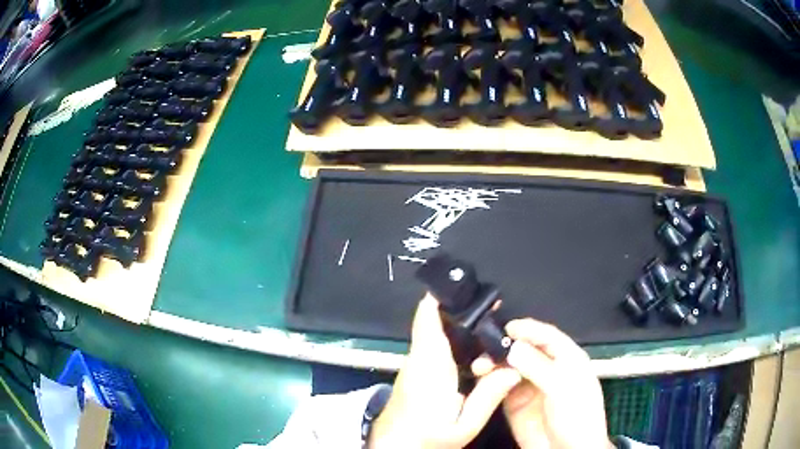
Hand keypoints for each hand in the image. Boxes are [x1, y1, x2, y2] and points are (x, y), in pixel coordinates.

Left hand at [368, 295, 521, 448]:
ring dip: (457, 326)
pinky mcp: (413, 372)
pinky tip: (472, 353)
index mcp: (430, 365)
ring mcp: (413, 365)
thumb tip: (513, 368)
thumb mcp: (465, 424)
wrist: (394, 448)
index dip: (443, 297)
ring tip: (488, 328)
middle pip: (434, 320)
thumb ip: (489, 395)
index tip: (466, 287)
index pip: (427, 318)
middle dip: (461, 311)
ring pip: (433, 333)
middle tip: (493, 311)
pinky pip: (432, 347)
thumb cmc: (426, 437)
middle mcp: (418, 358)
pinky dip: (451, 342)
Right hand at [473, 319, 609, 448]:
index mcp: (568, 359)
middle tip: (486, 348)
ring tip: (480, 366)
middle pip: (525, 349)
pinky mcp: (514, 402)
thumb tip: (513, 348)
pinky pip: (500, 386)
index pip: (548, 336)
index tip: (507, 327)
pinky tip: (482, 379)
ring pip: (510, 366)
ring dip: (494, 363)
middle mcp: (548, 368)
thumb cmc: (577, 416)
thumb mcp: (563, 389)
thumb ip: (539, 368)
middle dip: (506, 346)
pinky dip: (490, 380)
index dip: (529, 329)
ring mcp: (530, 386)